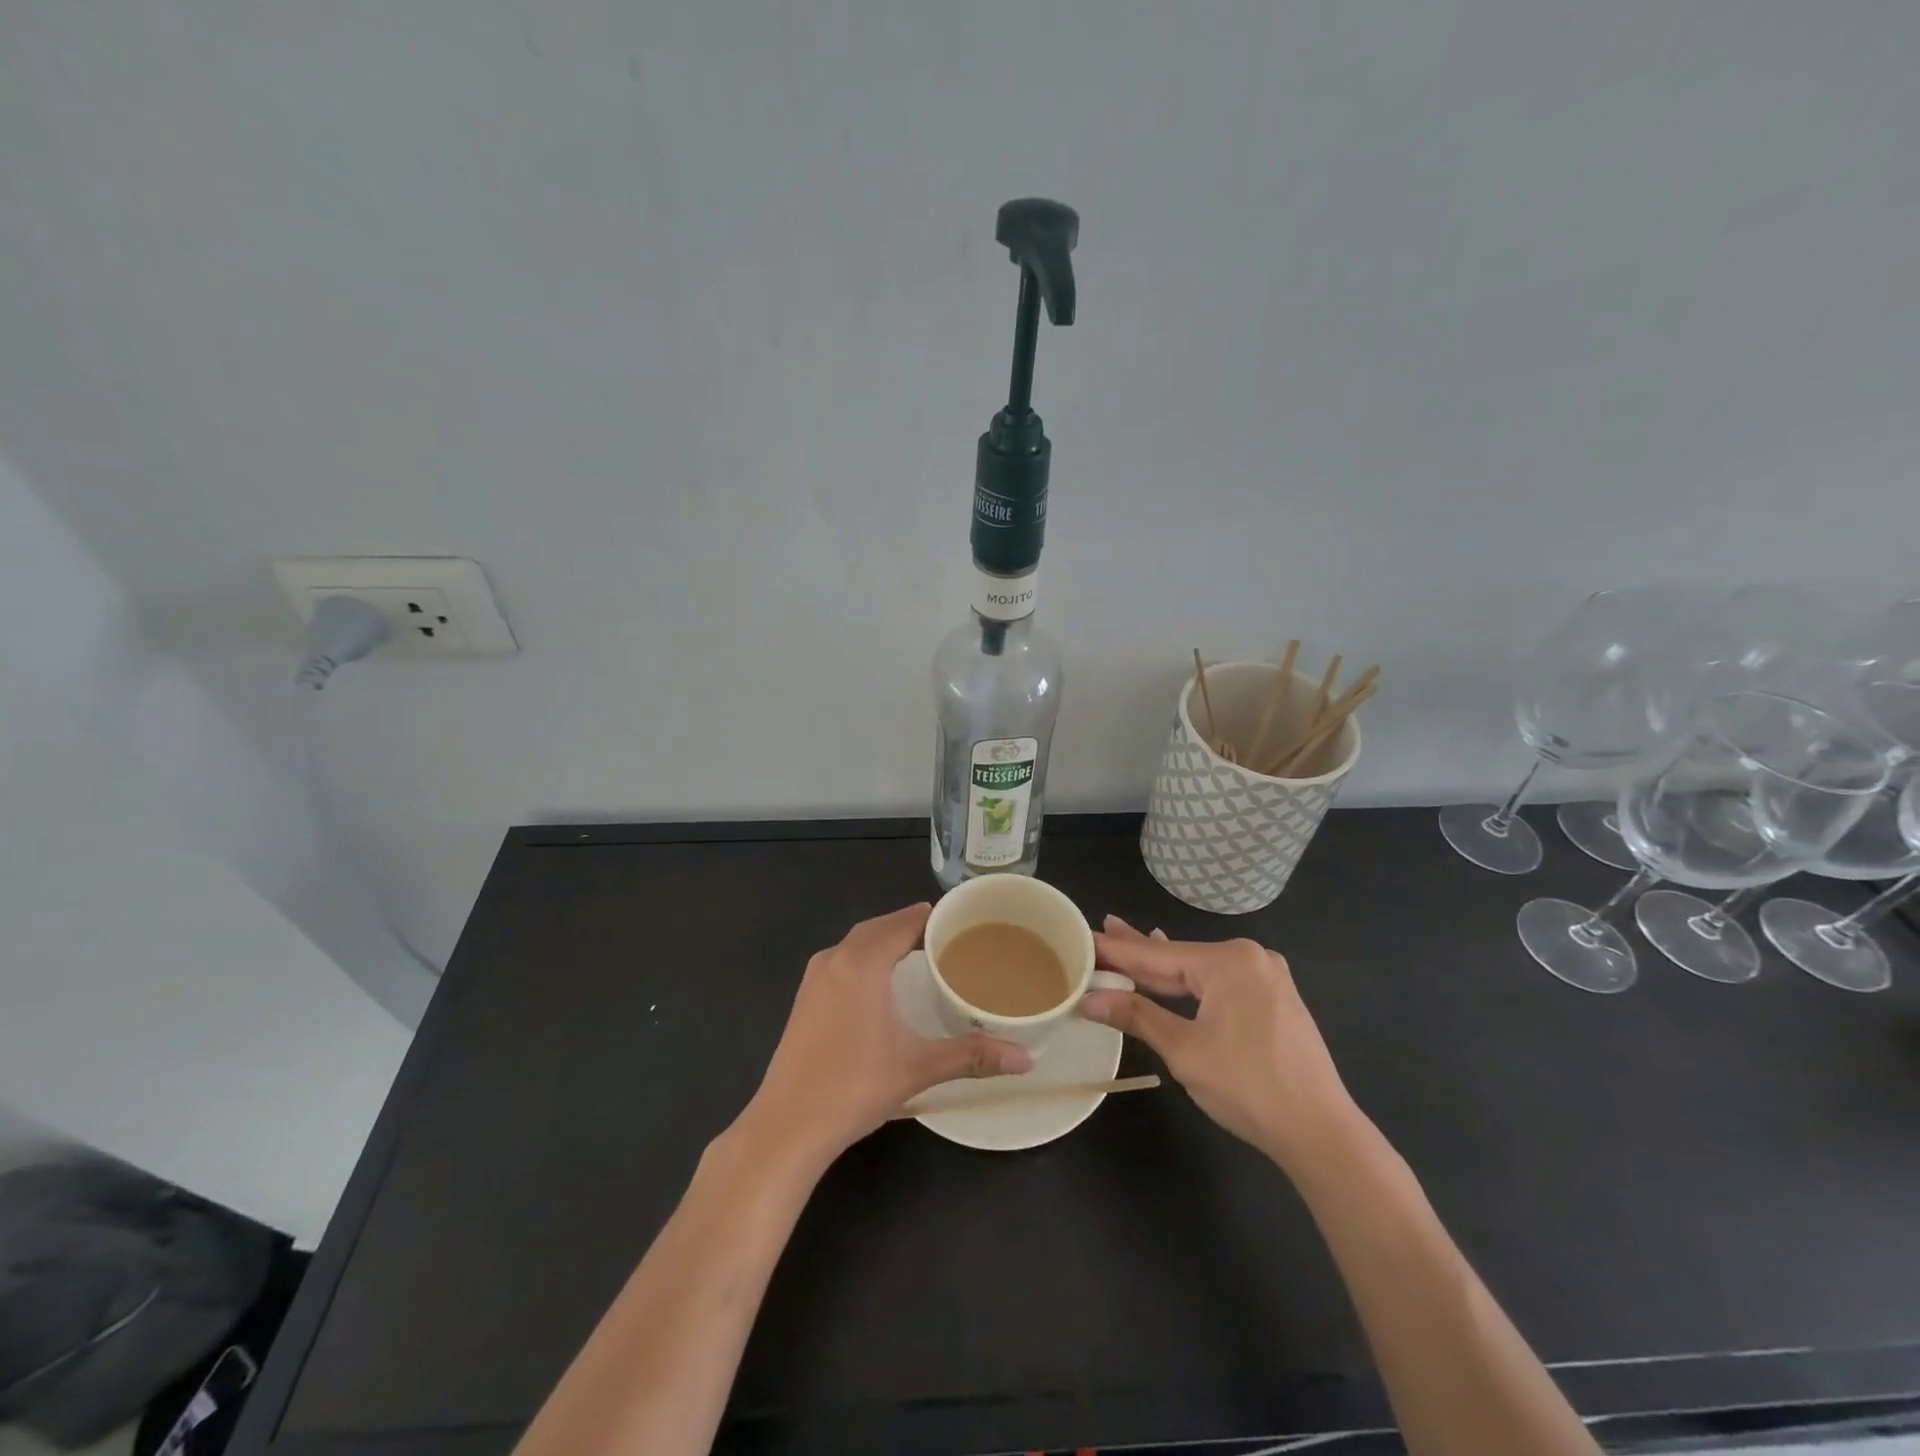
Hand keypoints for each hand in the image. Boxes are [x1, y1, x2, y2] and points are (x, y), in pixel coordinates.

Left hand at [737, 903, 1031, 1169]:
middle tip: (948, 939)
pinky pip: (842, 960)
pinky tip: (882, 982)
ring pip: (856, 943)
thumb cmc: (854, 1087)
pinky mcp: (805, 1000)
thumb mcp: (918, 1067)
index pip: (903, 922)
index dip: (933, 918)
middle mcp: (835, 959)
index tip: (963, 922)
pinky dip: (866, 958)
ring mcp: (814, 979)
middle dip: (911, 927)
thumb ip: (972, 1056)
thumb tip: (1026, 1059)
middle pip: (879, 927)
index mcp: (862, 963)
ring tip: (920, 954)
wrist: (786, 1126)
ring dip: (886, 941)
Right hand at [1080, 917, 1359, 1171]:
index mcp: (1230, 961)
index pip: (1158, 955)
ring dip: (1163, 969)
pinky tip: (1172, 970)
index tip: (1084, 938)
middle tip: (1101, 932)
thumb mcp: (1184, 1051)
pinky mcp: (1274, 999)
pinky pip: (1220, 984)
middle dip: (1138, 952)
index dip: (1118, 951)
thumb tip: (1090, 1000)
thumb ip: (1137, 1016)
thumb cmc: (1248, 1086)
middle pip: (1180, 958)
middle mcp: (1251, 958)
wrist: (1320, 1132)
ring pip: (1199, 971)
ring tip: (1126, 942)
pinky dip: (1191, 983)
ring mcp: (1266, 977)